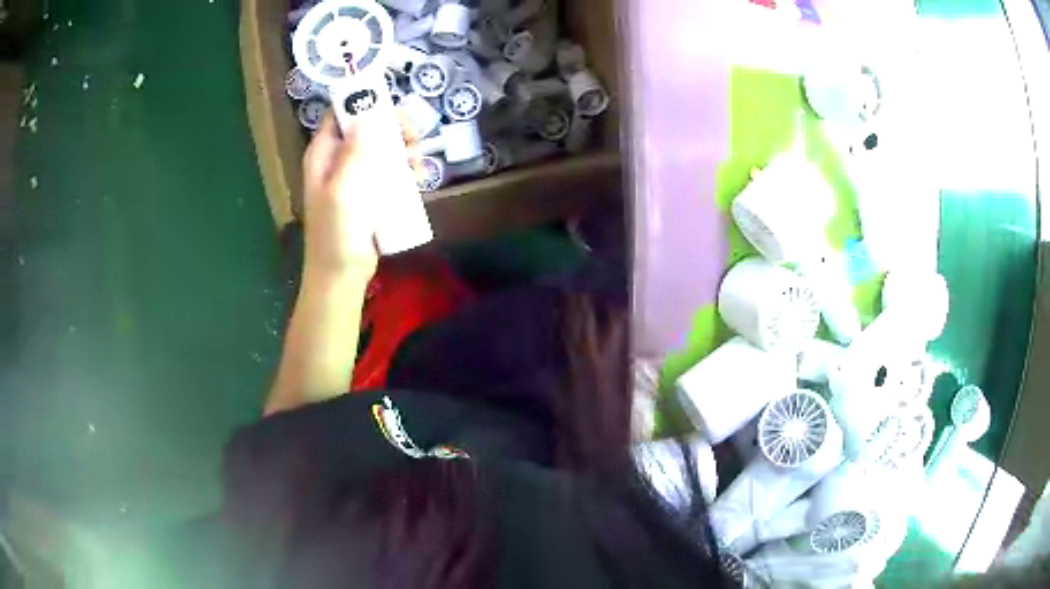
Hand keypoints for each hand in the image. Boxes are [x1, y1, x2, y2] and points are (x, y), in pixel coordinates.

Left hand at [302, 112, 420, 277]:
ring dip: (402, 148)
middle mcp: (337, 160)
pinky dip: (403, 168)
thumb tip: (368, 113)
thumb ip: (354, 152)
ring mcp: (354, 177)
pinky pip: (387, 171)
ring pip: (381, 149)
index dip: (365, 103)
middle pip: (366, 128)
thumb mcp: (343, 190)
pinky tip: (418, 174)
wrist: (341, 274)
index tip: (392, 105)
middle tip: (413, 134)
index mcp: (323, 154)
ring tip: (417, 159)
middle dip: (391, 127)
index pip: (341, 115)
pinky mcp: (369, 194)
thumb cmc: (336, 232)